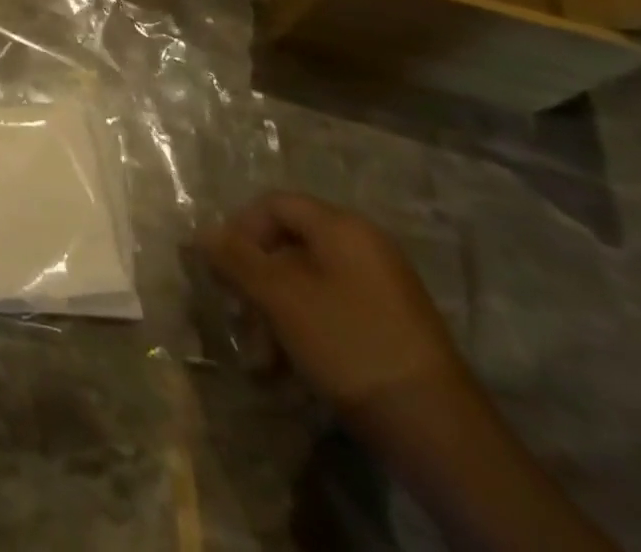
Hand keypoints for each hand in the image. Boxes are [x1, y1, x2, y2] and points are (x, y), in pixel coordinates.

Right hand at [198, 191, 466, 414]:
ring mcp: (381, 289)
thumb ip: (235, 259)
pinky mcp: (389, 327)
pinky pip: (330, 310)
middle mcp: (364, 248)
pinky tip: (288, 368)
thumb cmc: (350, 345)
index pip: (274, 204)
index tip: (222, 268)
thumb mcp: (280, 298)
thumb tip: (200, 232)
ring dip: (273, 314)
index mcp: (343, 228)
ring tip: (261, 357)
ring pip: (305, 283)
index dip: (240, 229)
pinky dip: (302, 331)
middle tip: (238, 315)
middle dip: (255, 281)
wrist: (440, 436)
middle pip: (288, 245)